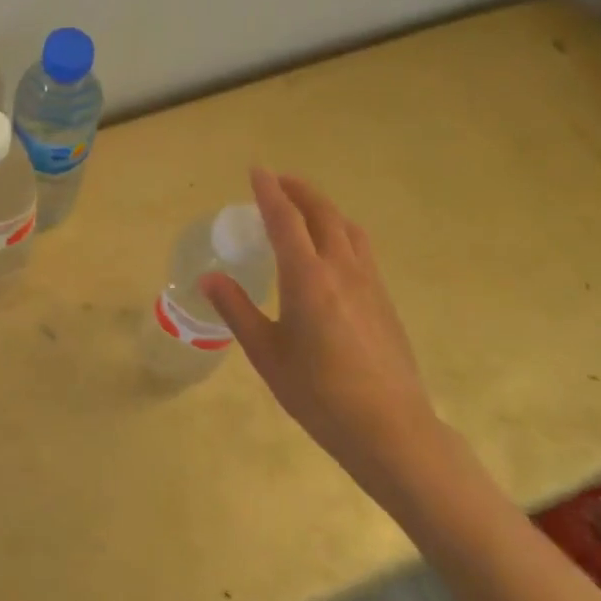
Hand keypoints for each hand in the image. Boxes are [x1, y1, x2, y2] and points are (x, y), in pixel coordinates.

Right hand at [200, 169, 444, 496]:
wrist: (392, 430)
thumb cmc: (319, 394)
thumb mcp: (267, 354)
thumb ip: (237, 310)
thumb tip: (209, 278)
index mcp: (307, 278)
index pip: (285, 219)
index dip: (268, 191)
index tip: (256, 170)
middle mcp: (341, 269)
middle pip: (322, 213)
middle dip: (299, 190)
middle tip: (277, 182)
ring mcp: (369, 283)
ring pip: (347, 227)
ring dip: (323, 207)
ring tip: (305, 207)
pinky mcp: (385, 300)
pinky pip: (361, 248)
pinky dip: (340, 230)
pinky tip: (332, 250)